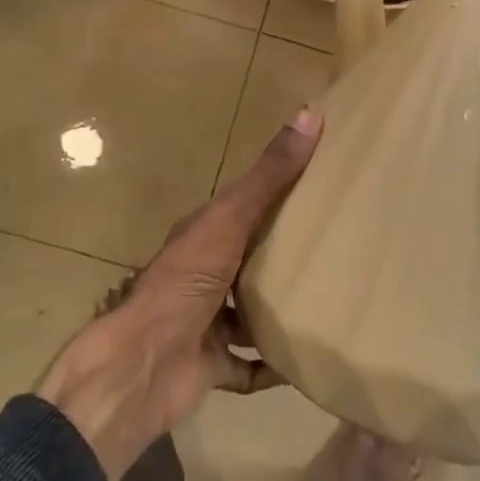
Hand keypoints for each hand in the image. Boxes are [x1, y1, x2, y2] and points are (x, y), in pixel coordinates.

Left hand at [37, 107, 322, 480]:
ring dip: (278, 313)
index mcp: (202, 238)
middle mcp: (202, 277)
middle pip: (248, 262)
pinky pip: (249, 368)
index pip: (242, 209)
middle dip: (282, 259)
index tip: (321, 189)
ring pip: (248, 314)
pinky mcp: (212, 365)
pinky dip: (272, 367)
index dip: (277, 197)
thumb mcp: (229, 221)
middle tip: (336, 251)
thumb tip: (310, 112)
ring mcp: (205, 322)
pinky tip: (305, 362)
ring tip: (327, 304)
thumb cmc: (184, 284)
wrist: (143, 364)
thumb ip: (269, 177)